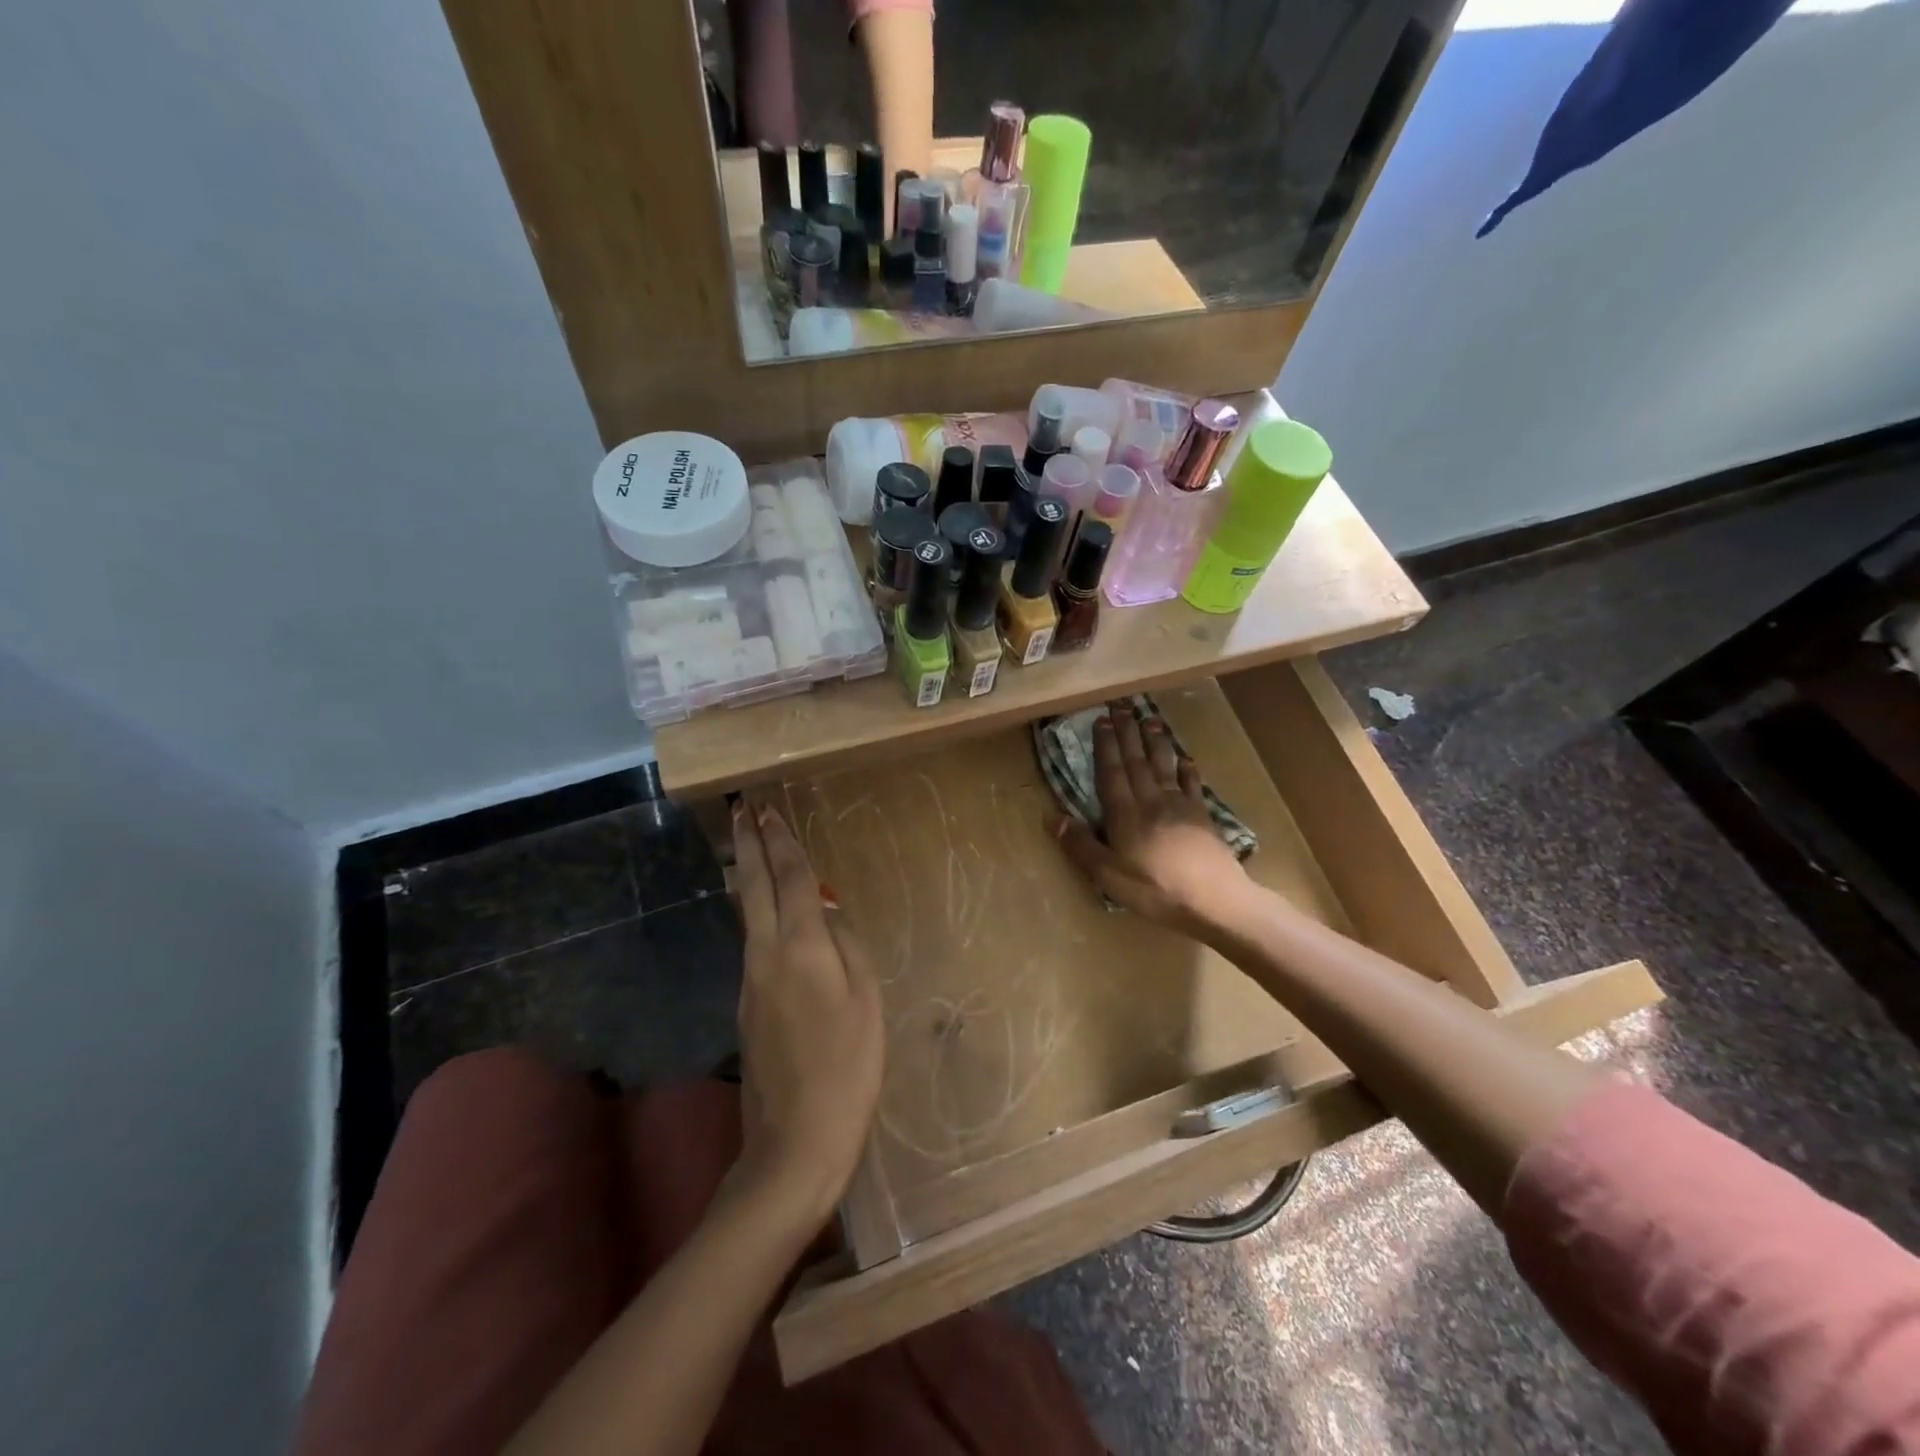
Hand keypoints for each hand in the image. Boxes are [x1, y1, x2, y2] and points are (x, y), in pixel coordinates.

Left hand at [729, 802, 884, 1230]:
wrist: (795, 1140)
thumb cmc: (847, 1067)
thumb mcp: (865, 1001)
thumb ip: (846, 947)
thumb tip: (826, 914)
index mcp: (800, 948)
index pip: (789, 880)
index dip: (780, 843)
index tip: (766, 810)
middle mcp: (765, 955)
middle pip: (752, 888)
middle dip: (747, 845)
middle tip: (741, 810)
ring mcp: (750, 982)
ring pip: (746, 914)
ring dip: (747, 874)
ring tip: (750, 847)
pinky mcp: (747, 1006)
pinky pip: (753, 943)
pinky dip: (756, 912)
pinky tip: (768, 913)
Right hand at [1053, 702, 1248, 933]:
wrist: (1214, 900)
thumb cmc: (1155, 890)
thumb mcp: (1109, 876)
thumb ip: (1081, 845)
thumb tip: (1051, 816)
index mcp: (1125, 815)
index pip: (1112, 773)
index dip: (1106, 746)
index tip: (1102, 720)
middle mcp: (1151, 801)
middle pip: (1137, 761)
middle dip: (1127, 733)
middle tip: (1121, 706)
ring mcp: (1180, 806)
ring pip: (1164, 766)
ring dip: (1155, 741)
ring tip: (1150, 718)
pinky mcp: (1202, 816)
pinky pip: (1192, 784)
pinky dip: (1187, 769)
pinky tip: (1185, 758)